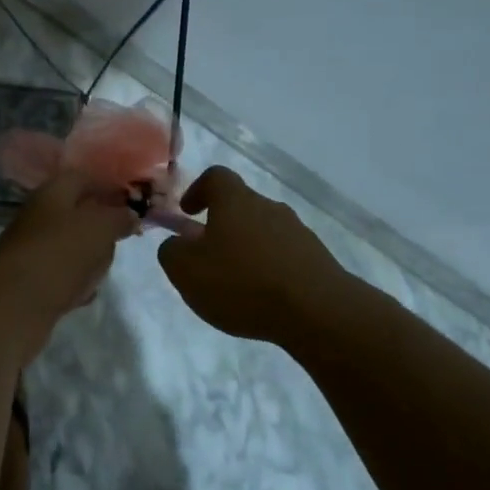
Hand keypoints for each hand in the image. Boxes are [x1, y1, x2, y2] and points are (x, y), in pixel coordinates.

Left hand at [0, 171, 140, 327]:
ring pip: (70, 245)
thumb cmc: (61, 253)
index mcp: (52, 192)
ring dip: (90, 256)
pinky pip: (60, 274)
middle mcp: (38, 215)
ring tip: (103, 269)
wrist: (14, 304)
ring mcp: (31, 248)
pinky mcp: (28, 279)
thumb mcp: (100, 227)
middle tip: (121, 239)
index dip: (110, 186)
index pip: (84, 178)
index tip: (134, 202)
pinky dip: (75, 280)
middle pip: (77, 213)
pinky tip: (85, 293)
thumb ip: (119, 217)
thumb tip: (129, 214)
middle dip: (101, 226)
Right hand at [156, 166, 349, 342]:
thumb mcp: (186, 271)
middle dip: (221, 227)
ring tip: (236, 285)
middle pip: (241, 206)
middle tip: (207, 257)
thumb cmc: (242, 283)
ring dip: (247, 250)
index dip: (198, 190)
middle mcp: (269, 207)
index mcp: (236, 201)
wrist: (318, 311)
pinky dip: (270, 270)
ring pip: (263, 232)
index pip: (216, 177)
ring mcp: (298, 232)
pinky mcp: (318, 260)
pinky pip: (285, 256)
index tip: (188, 212)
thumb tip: (178, 244)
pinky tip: (263, 299)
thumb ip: (172, 252)